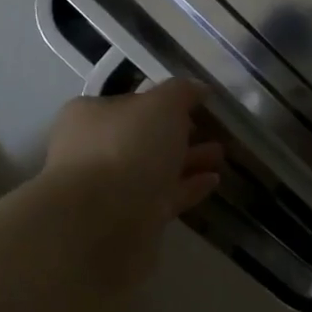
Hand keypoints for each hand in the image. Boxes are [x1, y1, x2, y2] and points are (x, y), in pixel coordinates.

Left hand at [37, 79, 223, 283]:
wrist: (102, 223)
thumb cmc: (127, 148)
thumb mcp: (162, 105)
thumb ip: (182, 92)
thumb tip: (198, 88)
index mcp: (91, 116)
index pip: (131, 102)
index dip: (164, 101)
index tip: (197, 106)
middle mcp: (94, 150)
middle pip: (144, 137)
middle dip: (181, 134)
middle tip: (215, 132)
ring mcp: (109, 188)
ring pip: (155, 169)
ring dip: (189, 161)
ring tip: (220, 156)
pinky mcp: (128, 220)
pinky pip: (162, 197)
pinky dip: (187, 188)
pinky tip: (213, 182)